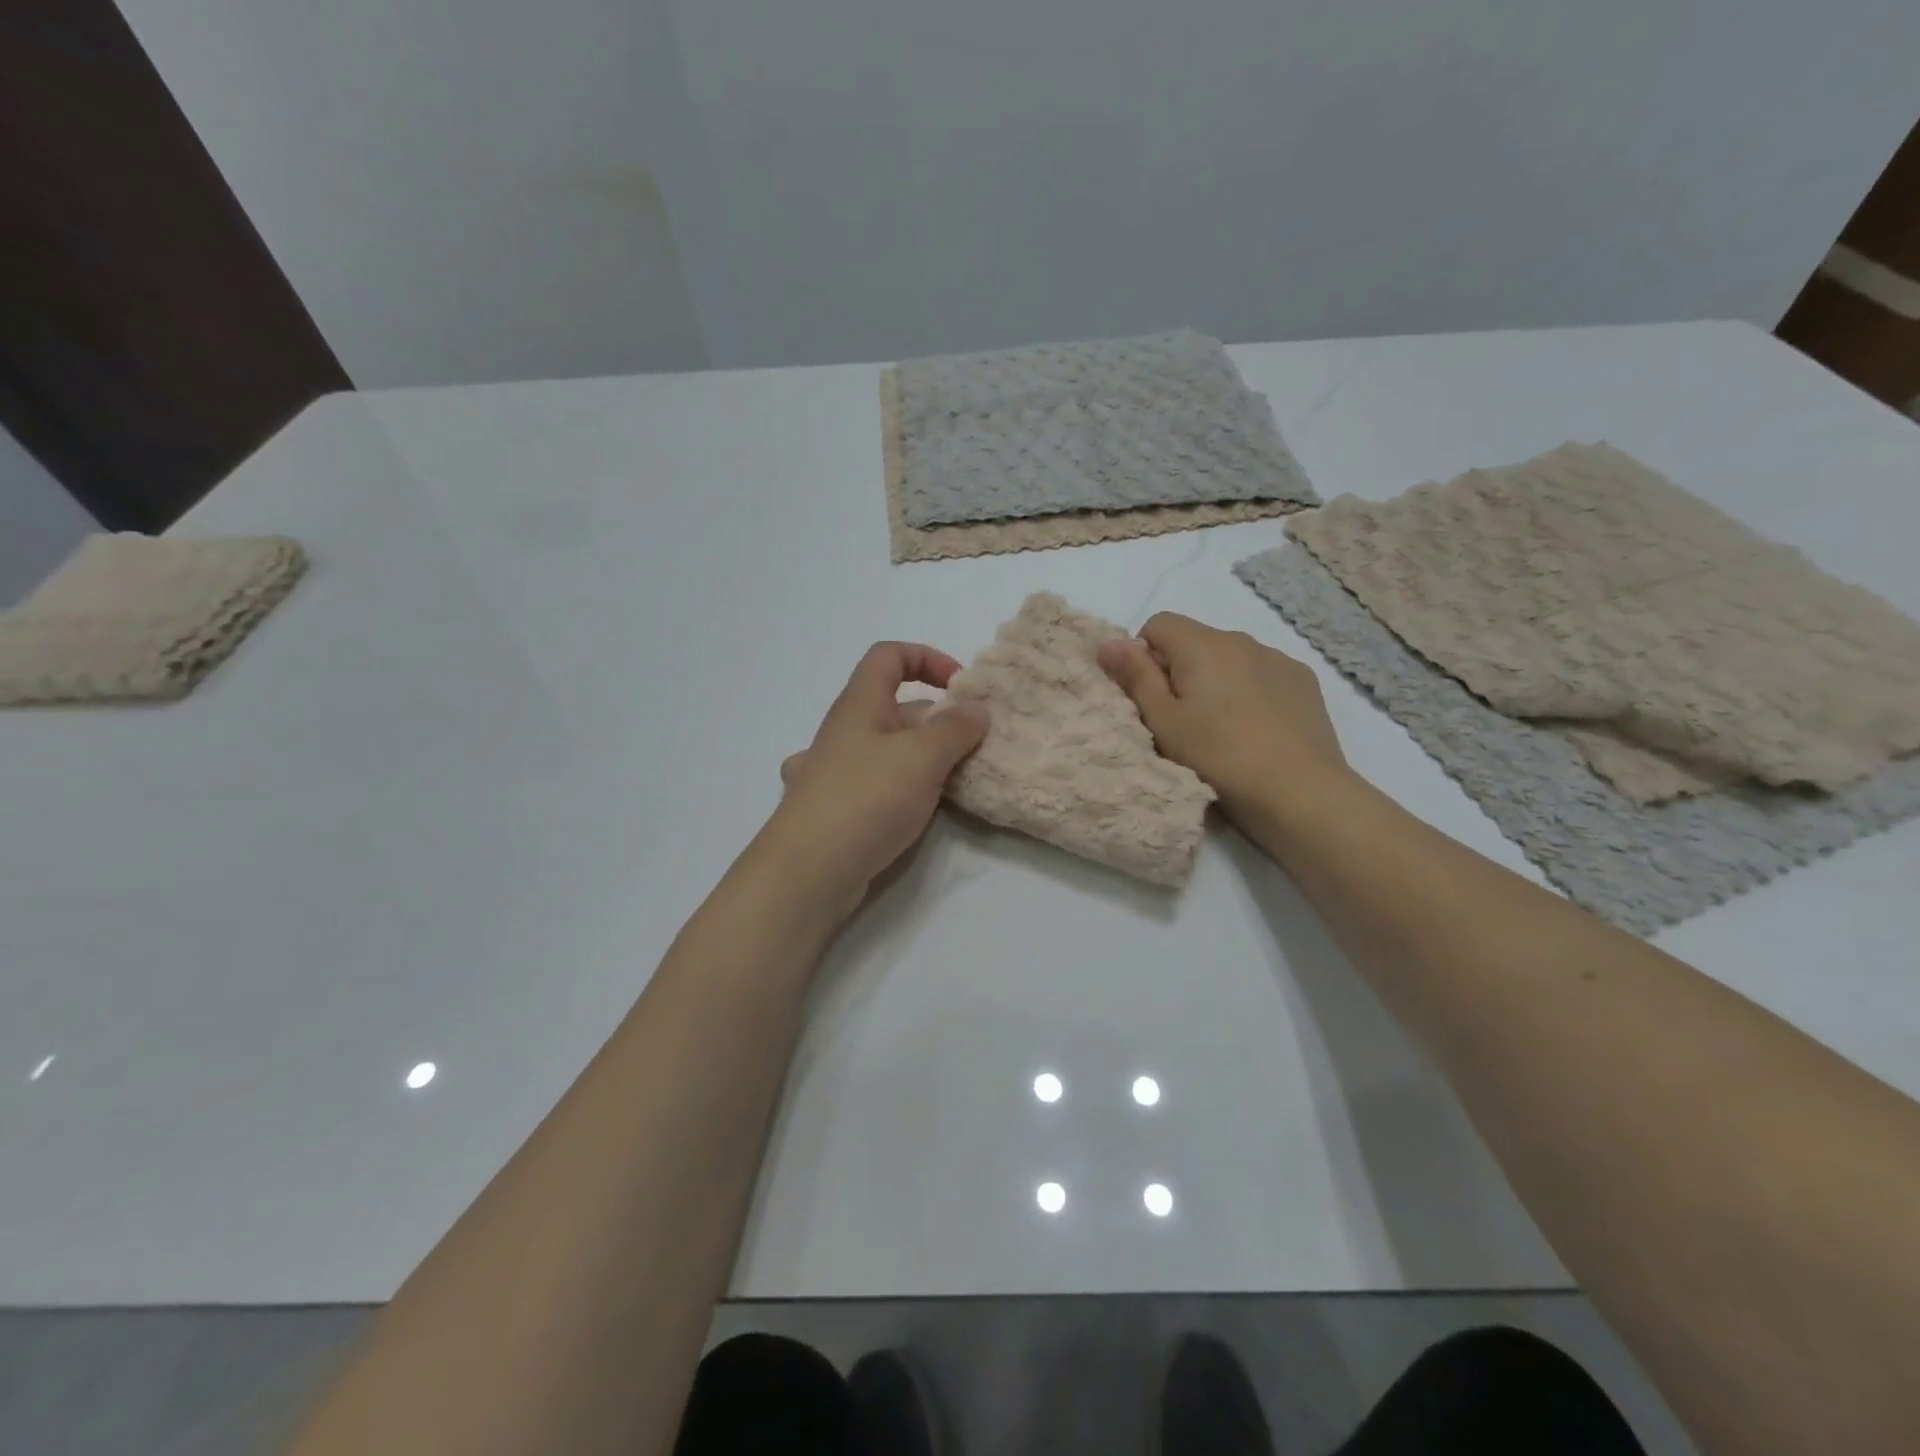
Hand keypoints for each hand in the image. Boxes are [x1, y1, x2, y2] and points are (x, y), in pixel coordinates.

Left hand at [761, 642, 989, 920]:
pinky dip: (903, 788)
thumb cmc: (866, 799)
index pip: (889, 656)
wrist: (808, 871)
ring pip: (889, 749)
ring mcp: (837, 772)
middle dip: (939, 719)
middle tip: (973, 747)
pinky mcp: (838, 809)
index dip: (927, 658)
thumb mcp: (921, 757)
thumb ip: (955, 729)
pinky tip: (918, 809)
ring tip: (957, 780)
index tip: (961, 688)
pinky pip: (878, 784)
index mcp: (859, 705)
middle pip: (896, 706)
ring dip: (925, 757)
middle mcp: (845, 732)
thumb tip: (977, 708)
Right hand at [1097, 613, 1349, 822]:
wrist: (1299, 793)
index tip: (1150, 697)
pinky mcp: (1304, 681)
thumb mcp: (1163, 723)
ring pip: (1229, 657)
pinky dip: (1249, 690)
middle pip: (1195, 640)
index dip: (1144, 656)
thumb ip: (1135, 677)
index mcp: (1203, 645)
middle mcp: (1241, 640)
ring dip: (1216, 680)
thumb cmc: (1218, 758)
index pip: (1158, 624)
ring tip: (1221, 727)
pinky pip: (1262, 673)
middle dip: (1179, 669)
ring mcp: (1278, 659)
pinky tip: (1255, 727)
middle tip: (1181, 720)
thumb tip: (1108, 642)